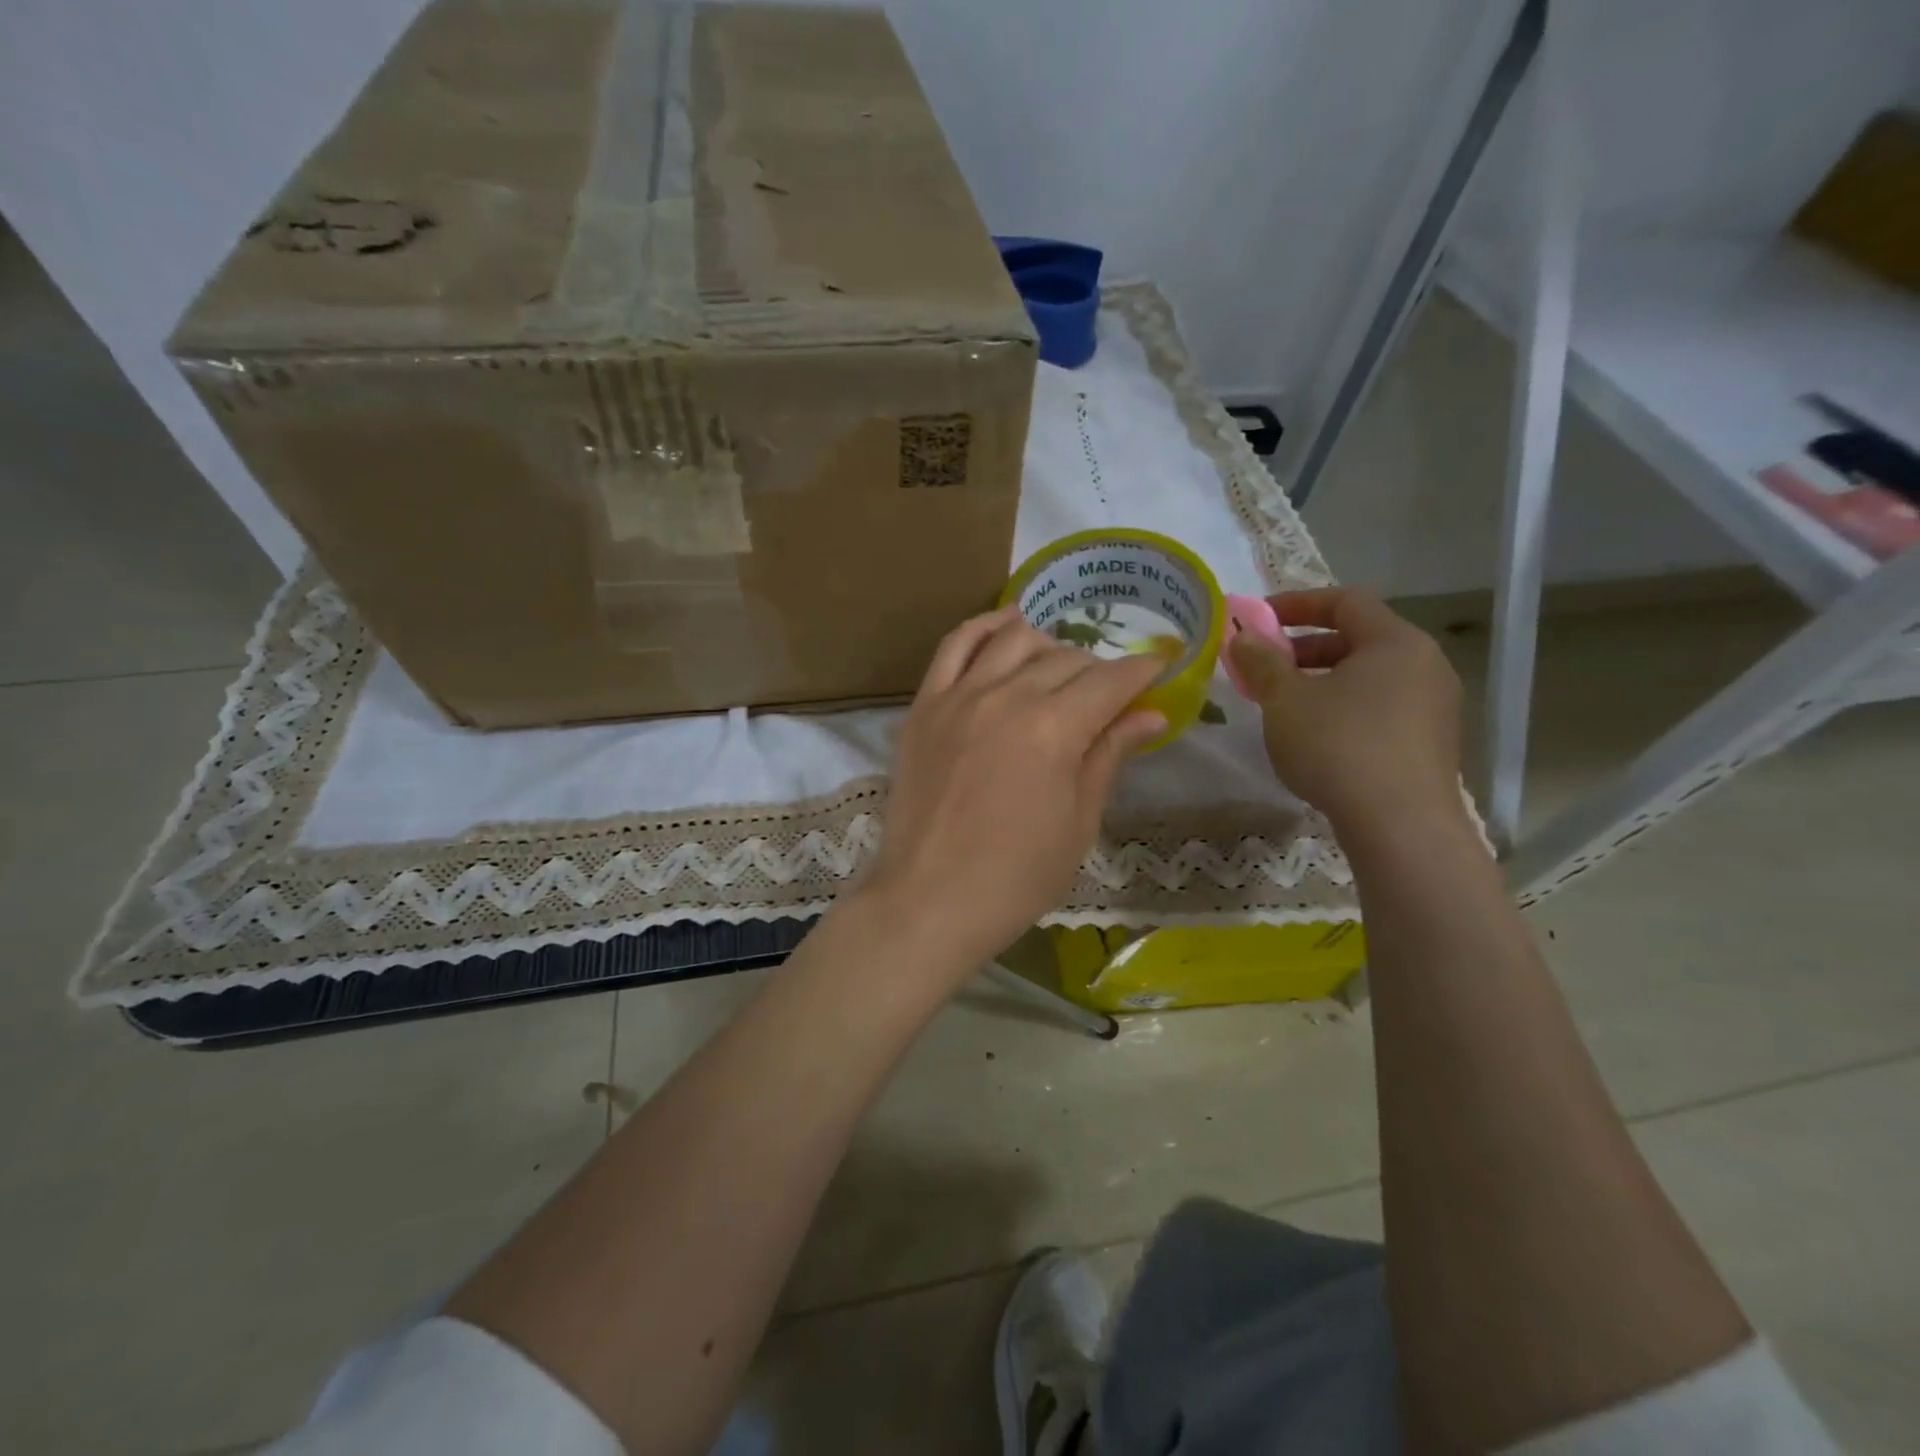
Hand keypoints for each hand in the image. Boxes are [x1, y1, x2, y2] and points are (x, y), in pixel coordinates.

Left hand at [861, 607, 1166, 973]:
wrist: (929, 900)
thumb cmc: (1016, 877)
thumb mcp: (1078, 823)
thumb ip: (1109, 756)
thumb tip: (1150, 714)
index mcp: (1054, 729)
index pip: (1110, 681)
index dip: (1142, 671)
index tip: (1160, 668)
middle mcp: (1007, 697)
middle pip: (1065, 659)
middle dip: (1099, 670)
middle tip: (1109, 695)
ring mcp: (959, 696)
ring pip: (1013, 640)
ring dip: (1048, 645)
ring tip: (1060, 667)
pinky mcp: (924, 705)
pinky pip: (954, 645)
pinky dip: (984, 627)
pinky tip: (1006, 626)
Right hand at [1229, 588, 1463, 835]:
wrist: (1400, 825)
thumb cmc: (1338, 747)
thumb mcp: (1285, 700)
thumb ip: (1262, 662)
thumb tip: (1243, 636)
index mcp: (1395, 642)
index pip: (1345, 601)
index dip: (1297, 604)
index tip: (1258, 619)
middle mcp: (1426, 665)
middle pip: (1359, 639)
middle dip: (1305, 648)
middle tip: (1266, 667)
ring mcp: (1436, 706)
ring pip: (1371, 678)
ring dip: (1324, 681)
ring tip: (1286, 706)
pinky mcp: (1433, 744)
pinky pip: (1383, 709)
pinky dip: (1347, 709)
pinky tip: (1319, 739)